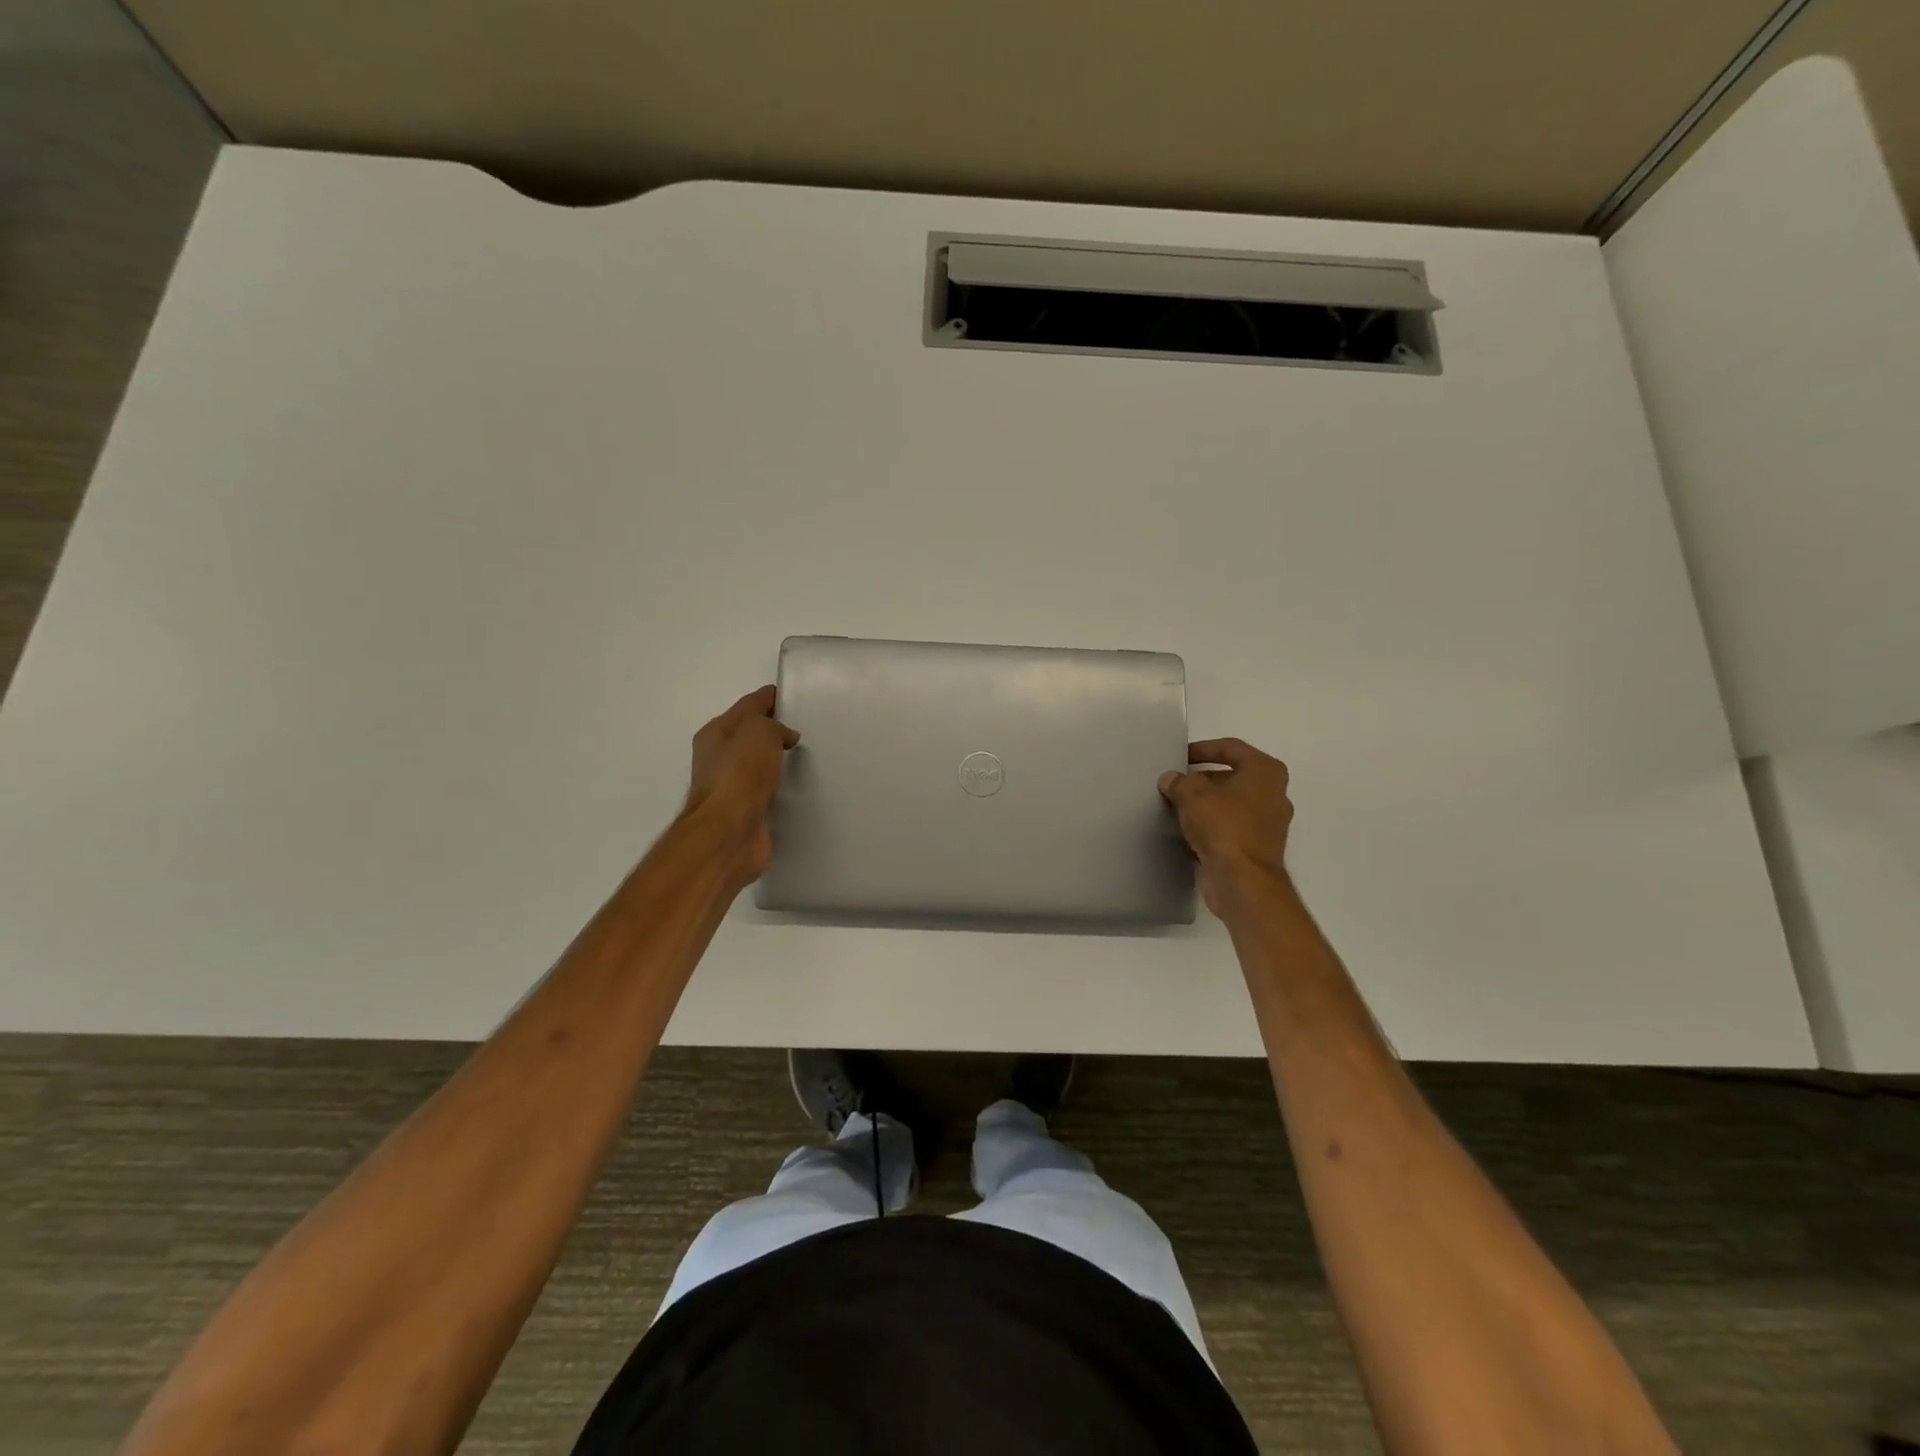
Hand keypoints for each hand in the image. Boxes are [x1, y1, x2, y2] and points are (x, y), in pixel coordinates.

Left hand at [684, 685, 799, 887]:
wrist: (729, 833)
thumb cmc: (740, 774)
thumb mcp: (759, 732)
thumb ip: (774, 725)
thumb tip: (785, 736)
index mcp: (716, 733)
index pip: (748, 705)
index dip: (770, 698)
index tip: (796, 696)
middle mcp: (718, 758)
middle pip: (750, 735)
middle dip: (774, 729)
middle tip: (807, 726)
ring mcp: (731, 787)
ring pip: (759, 763)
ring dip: (777, 759)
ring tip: (807, 756)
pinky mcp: (746, 811)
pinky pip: (767, 790)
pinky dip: (780, 785)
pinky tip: (798, 786)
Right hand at [1159, 738, 1293, 916]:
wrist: (1243, 881)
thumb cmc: (1224, 826)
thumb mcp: (1193, 795)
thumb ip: (1180, 782)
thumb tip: (1171, 780)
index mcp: (1266, 772)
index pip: (1231, 748)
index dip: (1203, 749)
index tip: (1180, 757)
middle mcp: (1273, 794)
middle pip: (1232, 776)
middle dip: (1202, 779)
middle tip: (1176, 783)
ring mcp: (1268, 823)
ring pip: (1231, 804)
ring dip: (1206, 804)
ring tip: (1176, 806)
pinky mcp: (1257, 848)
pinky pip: (1230, 828)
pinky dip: (1211, 827)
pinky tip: (1187, 832)